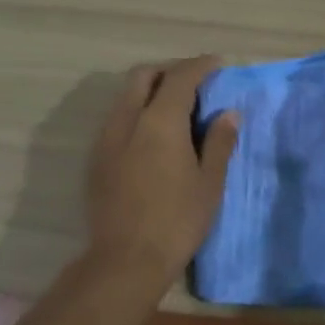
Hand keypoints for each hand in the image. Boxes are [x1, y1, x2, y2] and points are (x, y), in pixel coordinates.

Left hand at [87, 56, 238, 284]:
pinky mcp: (97, 158)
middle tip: (195, 83)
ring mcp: (107, 139)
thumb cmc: (177, 221)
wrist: (125, 260)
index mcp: (160, 121)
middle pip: (144, 76)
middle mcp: (128, 120)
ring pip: (126, 96)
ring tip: (176, 108)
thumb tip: (228, 113)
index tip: (217, 64)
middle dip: (170, 71)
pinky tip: (154, 134)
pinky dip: (137, 111)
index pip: (180, 78)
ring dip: (150, 90)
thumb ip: (219, 142)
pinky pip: (117, 118)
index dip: (200, 66)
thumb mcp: (209, 182)